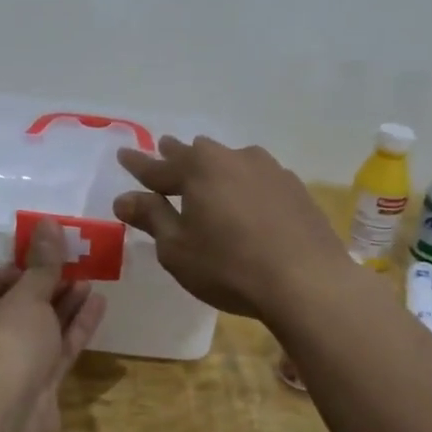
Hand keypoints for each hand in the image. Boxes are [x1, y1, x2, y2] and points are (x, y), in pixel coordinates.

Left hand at [0, 219, 106, 431]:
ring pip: (40, 330)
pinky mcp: (36, 388)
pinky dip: (75, 328)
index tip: (44, 256)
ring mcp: (9, 368)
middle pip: (16, 308)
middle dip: (46, 287)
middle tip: (75, 266)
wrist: (6, 414)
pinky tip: (98, 304)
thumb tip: (49, 223)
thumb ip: (43, 264)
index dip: (17, 270)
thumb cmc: (4, 342)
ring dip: (64, 305)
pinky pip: (57, 350)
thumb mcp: (26, 296)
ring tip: (91, 280)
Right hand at [113, 136, 353, 319]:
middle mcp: (233, 158)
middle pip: (196, 154)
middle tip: (163, 150)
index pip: (157, 166)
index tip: (123, 153)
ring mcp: (269, 170)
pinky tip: (246, 198)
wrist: (307, 281)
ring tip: (206, 173)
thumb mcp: (177, 249)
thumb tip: (124, 198)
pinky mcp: (295, 188)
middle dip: (176, 155)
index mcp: (199, 169)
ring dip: (214, 167)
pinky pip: (257, 178)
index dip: (137, 164)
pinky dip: (243, 184)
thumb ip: (151, 218)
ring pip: (230, 161)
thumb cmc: (229, 267)